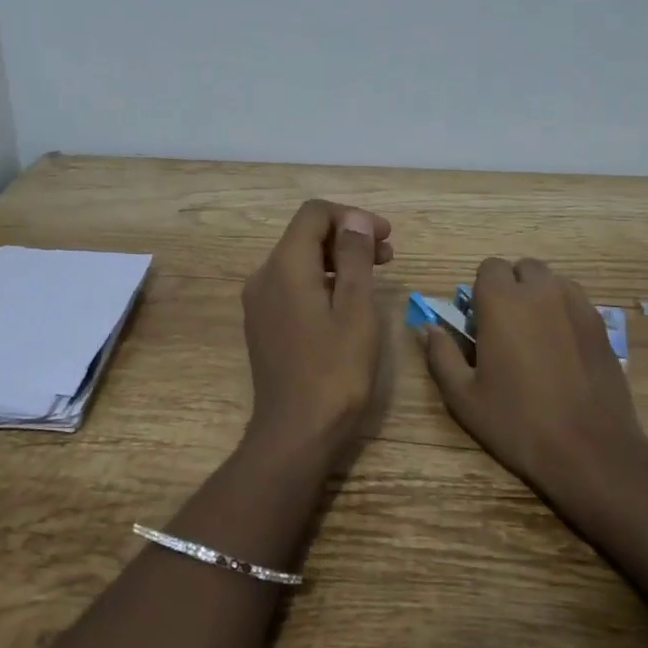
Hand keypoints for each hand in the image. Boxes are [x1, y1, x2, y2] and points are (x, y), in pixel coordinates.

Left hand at [241, 199, 392, 466]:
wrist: (295, 434)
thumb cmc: (335, 371)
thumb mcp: (356, 309)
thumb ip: (354, 257)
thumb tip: (353, 219)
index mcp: (285, 266)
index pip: (313, 214)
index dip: (351, 216)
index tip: (385, 237)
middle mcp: (264, 276)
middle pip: (305, 235)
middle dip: (347, 237)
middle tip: (388, 256)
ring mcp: (259, 302)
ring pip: (299, 260)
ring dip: (337, 259)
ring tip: (374, 277)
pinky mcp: (263, 324)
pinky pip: (292, 285)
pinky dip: (322, 281)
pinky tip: (347, 302)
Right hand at [421, 257, 647, 506]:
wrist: (589, 449)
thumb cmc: (517, 421)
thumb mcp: (464, 396)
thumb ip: (441, 355)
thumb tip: (427, 328)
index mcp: (502, 302)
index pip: (489, 267)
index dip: (481, 290)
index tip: (480, 321)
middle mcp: (541, 291)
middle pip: (524, 268)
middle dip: (512, 287)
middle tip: (506, 326)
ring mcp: (577, 305)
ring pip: (553, 281)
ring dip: (540, 296)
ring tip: (536, 336)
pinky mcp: (601, 325)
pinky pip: (576, 302)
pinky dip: (564, 312)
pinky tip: (562, 349)